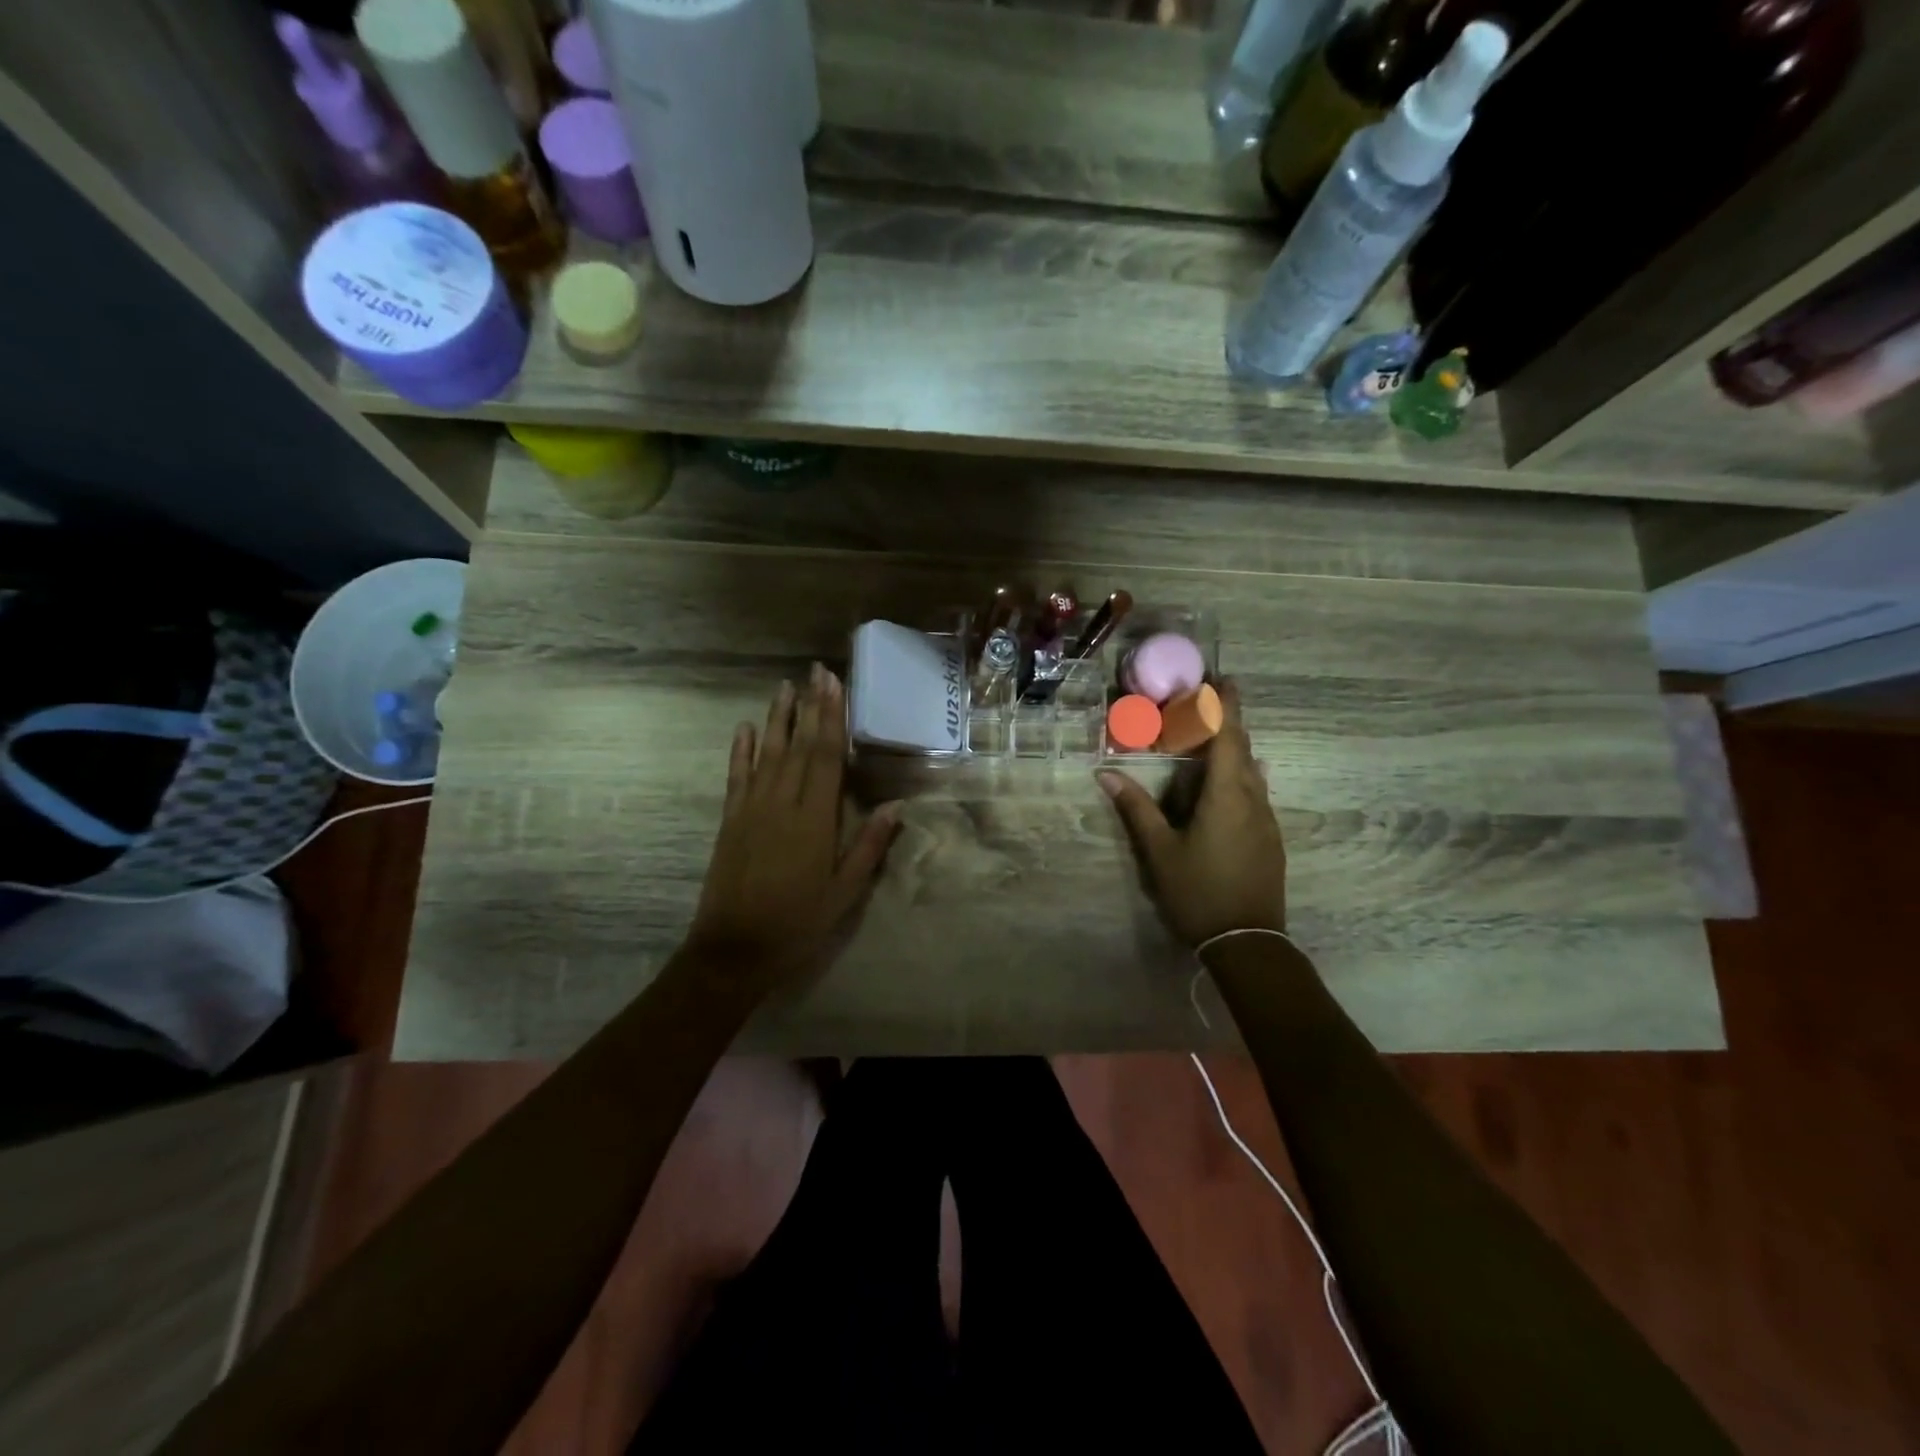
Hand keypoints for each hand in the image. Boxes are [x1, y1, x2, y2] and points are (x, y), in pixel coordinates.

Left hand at [687, 666, 899, 991]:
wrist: (734, 950)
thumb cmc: (798, 923)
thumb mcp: (845, 892)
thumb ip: (869, 846)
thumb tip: (896, 805)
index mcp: (814, 819)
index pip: (826, 756)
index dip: (832, 717)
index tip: (834, 684)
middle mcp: (781, 804)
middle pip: (798, 745)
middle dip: (809, 706)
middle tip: (815, 671)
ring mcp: (751, 809)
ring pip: (767, 753)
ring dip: (777, 718)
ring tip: (785, 687)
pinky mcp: (730, 821)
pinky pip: (737, 777)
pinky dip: (741, 750)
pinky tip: (745, 728)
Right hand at [1096, 680, 1286, 946]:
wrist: (1248, 941)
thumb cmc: (1199, 891)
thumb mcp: (1160, 851)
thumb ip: (1136, 809)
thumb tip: (1106, 774)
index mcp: (1228, 795)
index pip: (1229, 737)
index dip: (1225, 706)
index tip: (1221, 680)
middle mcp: (1254, 799)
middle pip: (1244, 749)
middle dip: (1228, 722)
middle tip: (1206, 703)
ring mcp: (1267, 820)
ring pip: (1253, 772)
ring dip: (1234, 749)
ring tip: (1209, 739)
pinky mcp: (1270, 838)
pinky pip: (1256, 791)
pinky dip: (1238, 774)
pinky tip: (1225, 784)